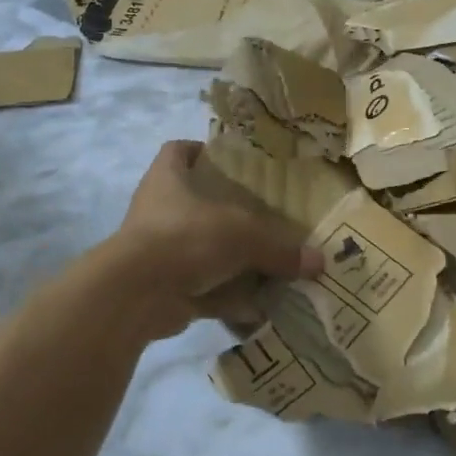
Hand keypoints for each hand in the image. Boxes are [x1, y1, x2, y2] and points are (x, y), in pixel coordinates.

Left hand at [105, 140, 323, 338]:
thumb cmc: (185, 238)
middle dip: (226, 210)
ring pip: (198, 246)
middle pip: (194, 201)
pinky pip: (201, 287)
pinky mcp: (162, 286)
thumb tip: (319, 261)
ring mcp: (157, 250)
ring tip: (267, 260)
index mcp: (168, 178)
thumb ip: (280, 247)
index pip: (178, 150)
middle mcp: (159, 209)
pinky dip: (225, 296)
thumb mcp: (243, 235)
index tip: (233, 161)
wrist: (136, 295)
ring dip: (228, 256)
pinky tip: (257, 305)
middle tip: (264, 215)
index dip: (202, 150)